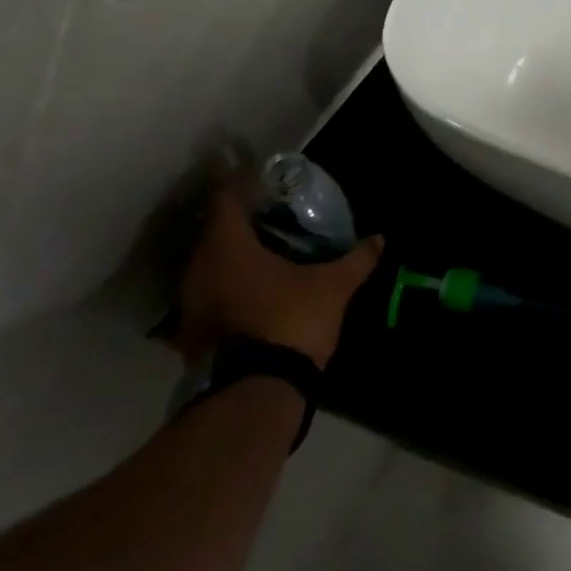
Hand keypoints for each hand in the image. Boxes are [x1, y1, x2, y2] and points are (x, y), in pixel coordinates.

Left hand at [179, 183, 382, 367]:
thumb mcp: (334, 286)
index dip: (242, 184)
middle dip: (243, 221)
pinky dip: (230, 285)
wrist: (255, 394)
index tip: (262, 177)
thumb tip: (380, 239)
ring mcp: (191, 305)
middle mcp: (199, 270)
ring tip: (268, 250)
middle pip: (216, 232)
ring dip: (234, 256)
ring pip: (210, 265)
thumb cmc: (290, 322)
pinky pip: (211, 294)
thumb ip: (357, 259)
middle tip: (273, 214)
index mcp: (227, 248)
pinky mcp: (192, 334)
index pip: (226, 200)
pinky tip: (257, 289)